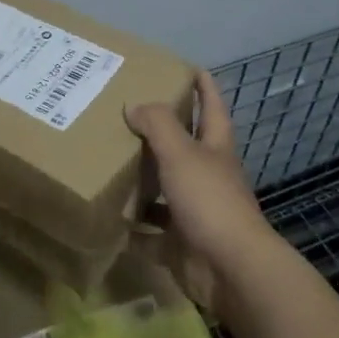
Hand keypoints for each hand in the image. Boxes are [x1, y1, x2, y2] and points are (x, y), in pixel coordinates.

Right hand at [126, 70, 275, 310]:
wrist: (231, 270)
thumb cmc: (210, 201)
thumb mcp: (181, 153)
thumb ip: (157, 125)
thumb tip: (133, 105)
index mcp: (215, 149)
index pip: (212, 107)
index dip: (204, 86)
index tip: (188, 67)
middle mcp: (207, 176)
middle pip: (184, 147)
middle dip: (160, 132)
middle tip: (125, 112)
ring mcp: (195, 212)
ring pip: (164, 189)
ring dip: (142, 180)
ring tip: (107, 161)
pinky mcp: (180, 245)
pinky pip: (150, 233)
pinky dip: (132, 228)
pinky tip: (108, 217)